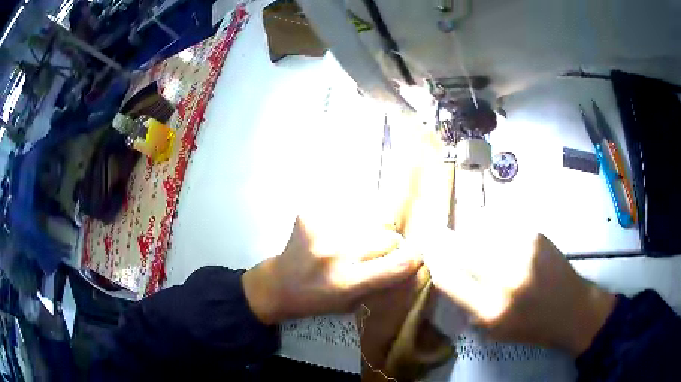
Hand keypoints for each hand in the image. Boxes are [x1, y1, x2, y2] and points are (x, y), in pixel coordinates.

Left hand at [242, 215, 422, 324]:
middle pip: (386, 237)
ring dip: (370, 231)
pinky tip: (338, 232)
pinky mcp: (310, 214)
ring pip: (370, 220)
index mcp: (346, 282)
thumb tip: (411, 262)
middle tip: (379, 252)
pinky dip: (350, 220)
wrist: (278, 284)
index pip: (397, 264)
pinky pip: (347, 210)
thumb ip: (382, 284)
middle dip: (390, 245)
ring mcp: (320, 230)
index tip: (417, 255)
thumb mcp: (352, 304)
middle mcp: (335, 253)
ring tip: (356, 242)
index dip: (414, 257)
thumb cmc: (316, 300)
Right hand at [424, 227, 615, 354]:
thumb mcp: (493, 330)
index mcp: (490, 309)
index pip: (447, 277)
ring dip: (468, 231)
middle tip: (438, 236)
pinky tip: (493, 233)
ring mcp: (522, 249)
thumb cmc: (531, 326)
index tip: (428, 252)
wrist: (571, 308)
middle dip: (444, 241)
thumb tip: (446, 271)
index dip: (434, 261)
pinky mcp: (534, 232)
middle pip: (460, 246)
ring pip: (478, 228)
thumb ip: (467, 302)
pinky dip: (489, 225)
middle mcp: (505, 276)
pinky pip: (499, 222)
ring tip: (468, 235)